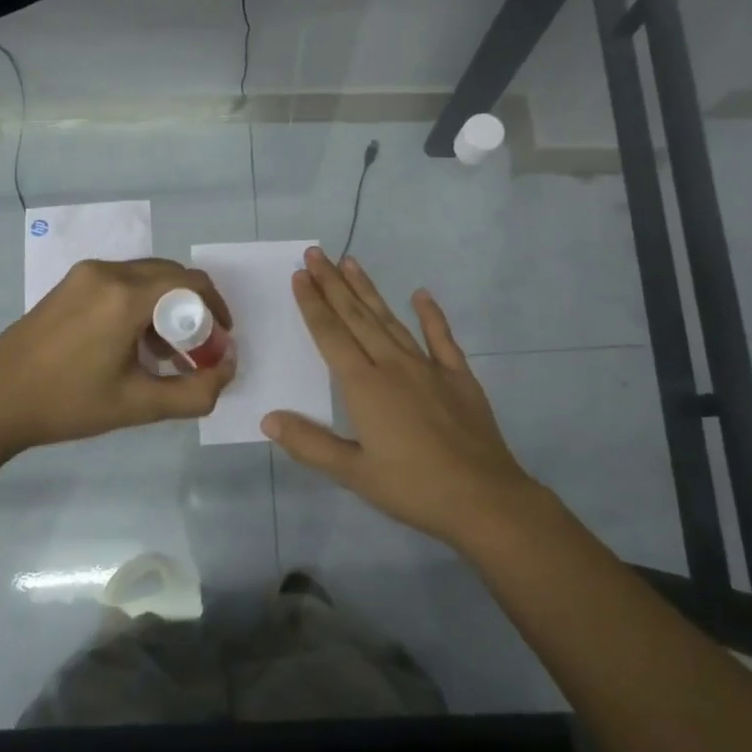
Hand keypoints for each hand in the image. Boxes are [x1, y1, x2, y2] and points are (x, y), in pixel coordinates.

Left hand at [0, 257, 234, 457]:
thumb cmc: (67, 404)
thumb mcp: (138, 406)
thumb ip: (194, 391)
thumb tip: (228, 369)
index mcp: (126, 297)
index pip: (192, 283)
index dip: (217, 309)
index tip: (221, 340)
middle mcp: (108, 273)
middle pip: (171, 275)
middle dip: (193, 308)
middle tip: (197, 348)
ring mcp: (85, 274)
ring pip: (146, 277)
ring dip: (166, 306)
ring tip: (166, 353)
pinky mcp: (70, 283)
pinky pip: (121, 282)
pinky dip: (140, 303)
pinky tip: (132, 343)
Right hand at [262, 248, 540, 548]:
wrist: (483, 498)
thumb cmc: (413, 488)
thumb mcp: (354, 473)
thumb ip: (310, 444)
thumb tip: (268, 418)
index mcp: (364, 386)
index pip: (330, 335)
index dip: (313, 304)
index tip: (300, 275)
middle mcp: (393, 365)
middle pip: (356, 316)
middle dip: (333, 284)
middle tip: (316, 253)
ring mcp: (428, 367)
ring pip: (391, 319)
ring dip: (368, 290)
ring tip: (351, 262)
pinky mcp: (458, 376)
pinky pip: (441, 337)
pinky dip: (431, 314)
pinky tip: (421, 294)